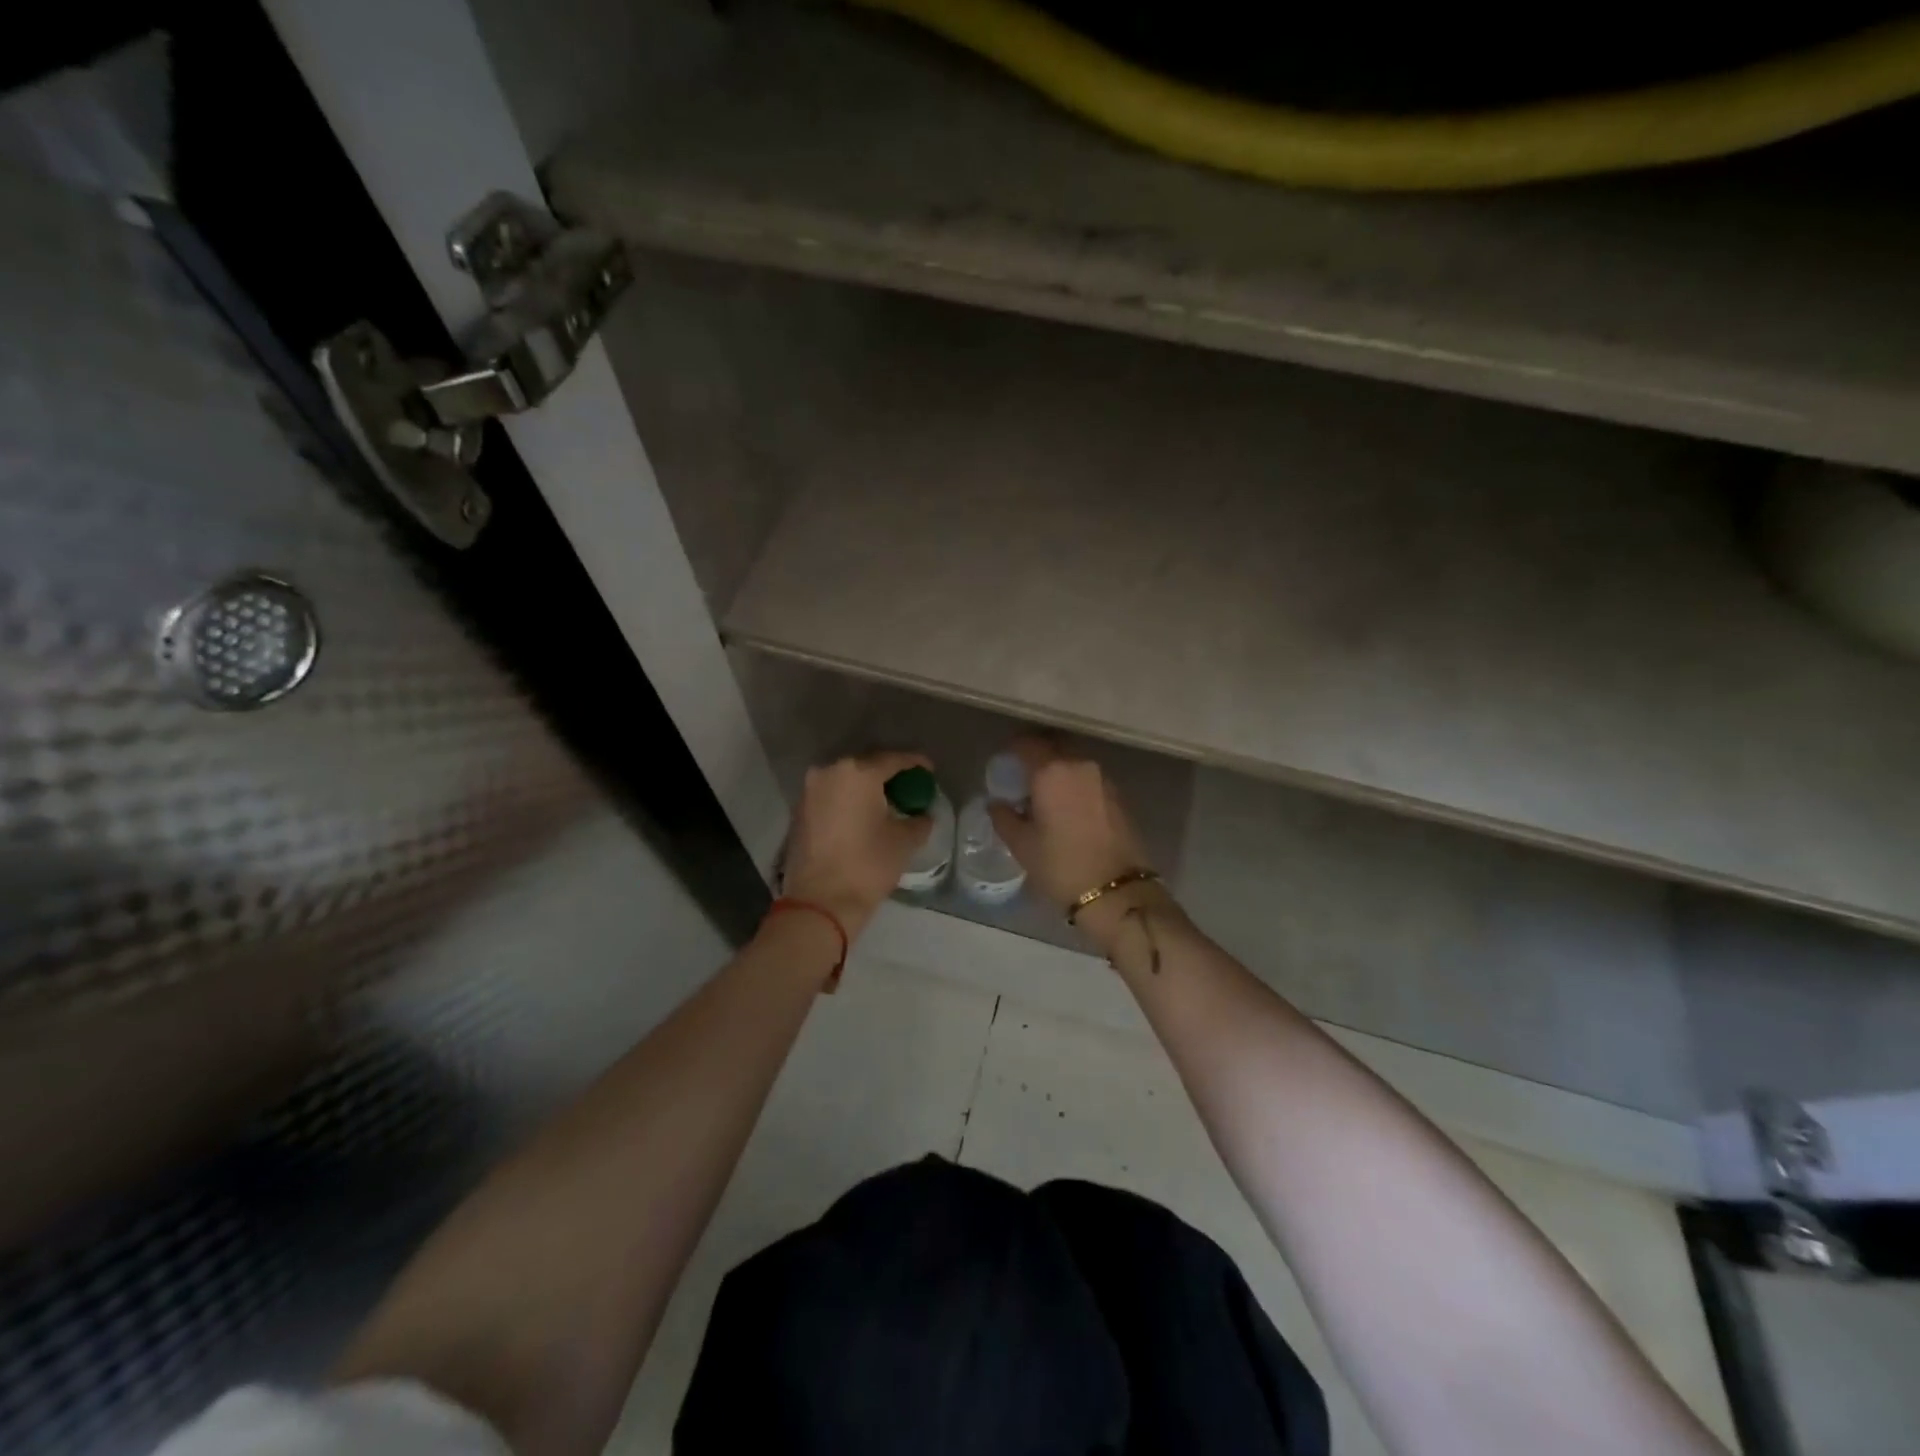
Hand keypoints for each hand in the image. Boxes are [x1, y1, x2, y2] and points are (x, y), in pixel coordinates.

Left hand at [781, 752, 933, 938]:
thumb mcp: (904, 841)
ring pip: (845, 781)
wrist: (819, 902)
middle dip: (888, 774)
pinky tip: (862, 816)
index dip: (915, 763)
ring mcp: (809, 791)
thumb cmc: (868, 865)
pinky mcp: (799, 811)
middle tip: (907, 786)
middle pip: (866, 766)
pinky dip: (848, 801)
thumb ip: (919, 820)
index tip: (929, 770)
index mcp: (858, 773)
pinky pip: (830, 796)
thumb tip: (922, 814)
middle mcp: (829, 772)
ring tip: (885, 802)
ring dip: (865, 788)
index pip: (893, 759)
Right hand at [987, 737, 1172, 951]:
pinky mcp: (1118, 795)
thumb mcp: (1022, 845)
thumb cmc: (1062, 866)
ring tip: (1044, 791)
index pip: (1028, 744)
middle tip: (1022, 772)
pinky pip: (1089, 778)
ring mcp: (1103, 779)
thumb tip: (996, 803)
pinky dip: (1075, 782)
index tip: (1004, 759)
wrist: (1116, 892)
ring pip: (1074, 761)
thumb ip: (1004, 817)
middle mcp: (1080, 765)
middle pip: (1054, 746)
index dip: (1013, 747)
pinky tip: (1066, 804)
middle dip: (1037, 753)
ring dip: (1058, 768)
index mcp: (1052, 771)